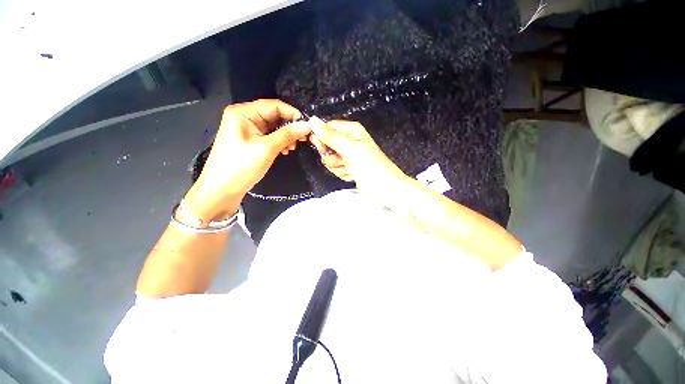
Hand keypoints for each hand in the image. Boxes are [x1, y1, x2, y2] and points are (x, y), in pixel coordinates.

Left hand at [185, 99, 309, 219]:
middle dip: (290, 126)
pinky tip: (285, 150)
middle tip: (303, 139)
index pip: (273, 105)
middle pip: (274, 115)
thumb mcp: (266, 149)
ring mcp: (247, 130)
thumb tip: (307, 126)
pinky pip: (269, 136)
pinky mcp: (250, 141)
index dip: (292, 113)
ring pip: (273, 127)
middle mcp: (244, 117)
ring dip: (286, 135)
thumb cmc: (241, 166)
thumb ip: (287, 135)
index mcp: (243, 113)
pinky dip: (279, 142)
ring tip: (292, 147)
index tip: (307, 126)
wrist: (221, 190)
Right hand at [308, 117, 407, 199]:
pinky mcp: (350, 168)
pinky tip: (353, 175)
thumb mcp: (351, 150)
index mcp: (352, 131)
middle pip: (327, 146)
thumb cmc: (371, 168)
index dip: (322, 139)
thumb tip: (312, 120)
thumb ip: (331, 136)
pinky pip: (337, 169)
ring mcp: (349, 156)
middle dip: (332, 157)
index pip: (326, 128)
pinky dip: (343, 174)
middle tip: (344, 161)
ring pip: (330, 160)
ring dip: (338, 168)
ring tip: (351, 169)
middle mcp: (350, 141)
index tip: (324, 149)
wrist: (386, 189)